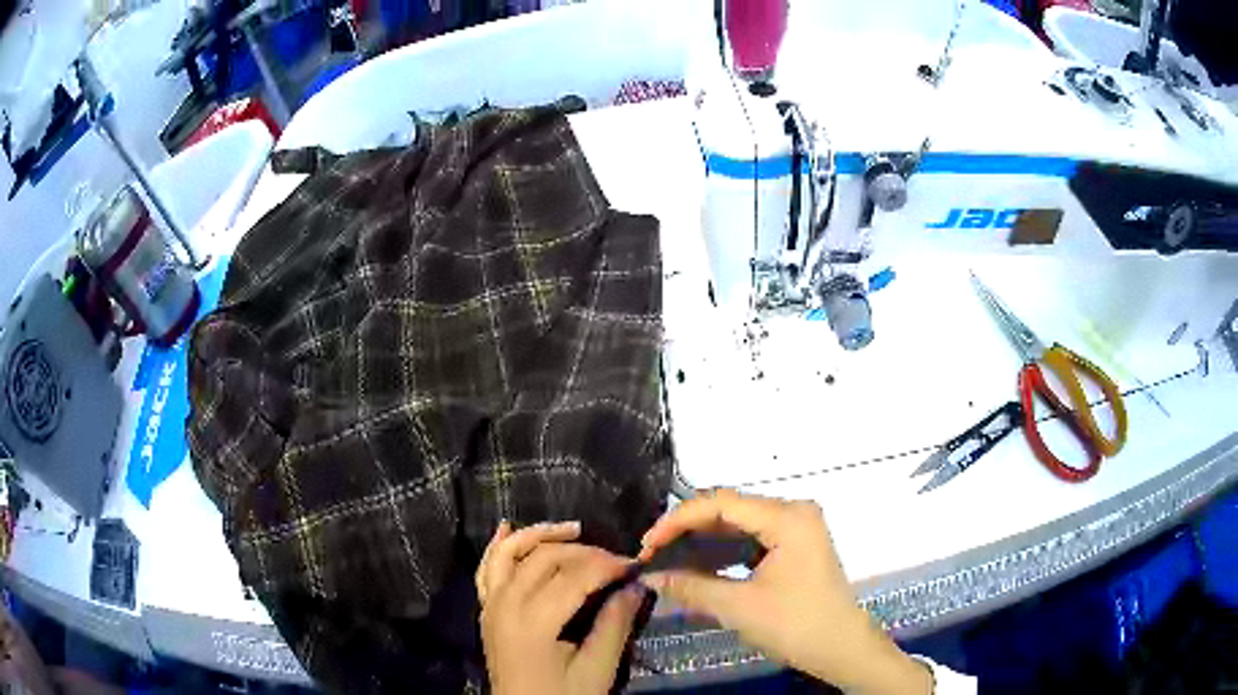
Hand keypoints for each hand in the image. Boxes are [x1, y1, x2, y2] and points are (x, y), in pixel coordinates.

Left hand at [478, 521, 647, 694]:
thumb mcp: (596, 670)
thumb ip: (614, 625)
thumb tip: (636, 587)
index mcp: (532, 622)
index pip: (574, 577)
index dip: (607, 566)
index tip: (635, 565)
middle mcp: (505, 604)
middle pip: (544, 559)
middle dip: (584, 552)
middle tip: (615, 560)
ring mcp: (490, 604)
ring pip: (511, 553)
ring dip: (541, 536)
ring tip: (574, 530)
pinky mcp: (486, 609)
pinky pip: (486, 568)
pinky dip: (498, 545)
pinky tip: (507, 527)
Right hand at [637, 489, 931, 694]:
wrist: (841, 648)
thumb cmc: (795, 625)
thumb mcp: (738, 607)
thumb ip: (690, 586)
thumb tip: (648, 575)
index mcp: (787, 517)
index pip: (721, 503)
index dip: (678, 520)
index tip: (647, 545)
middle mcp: (794, 511)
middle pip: (730, 509)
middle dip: (688, 529)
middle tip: (652, 553)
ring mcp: (797, 527)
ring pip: (739, 522)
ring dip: (703, 539)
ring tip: (668, 558)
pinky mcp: (795, 544)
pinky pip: (751, 536)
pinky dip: (723, 549)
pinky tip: (699, 564)